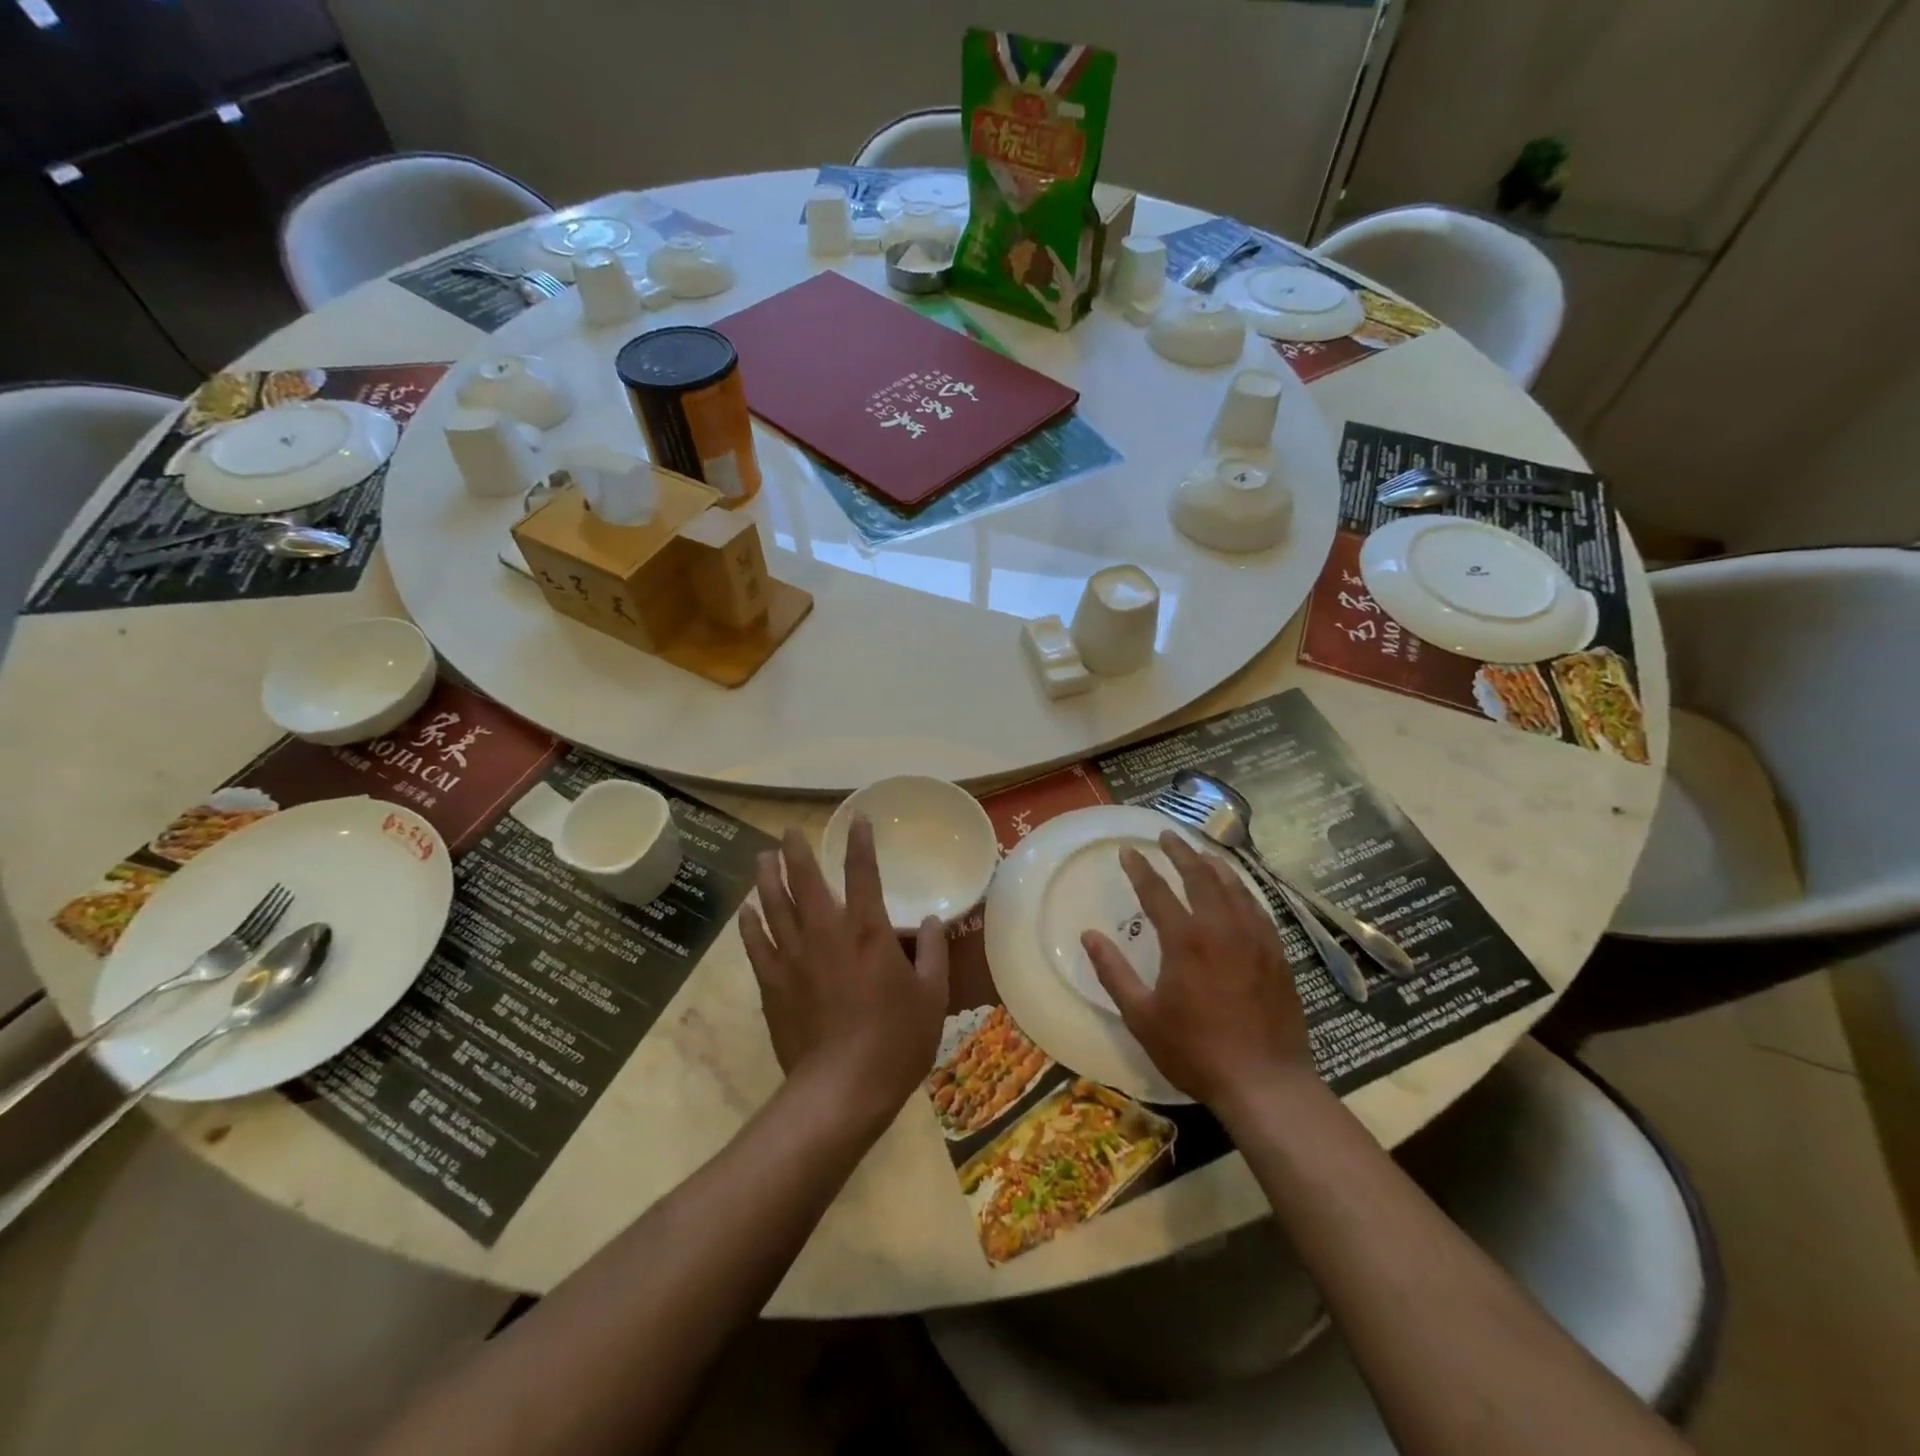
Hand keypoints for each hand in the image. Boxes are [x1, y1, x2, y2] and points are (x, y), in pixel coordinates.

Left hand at [738, 819, 949, 1127]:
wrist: (841, 1090)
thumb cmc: (895, 1041)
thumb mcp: (932, 997)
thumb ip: (933, 954)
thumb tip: (932, 921)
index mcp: (867, 932)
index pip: (863, 874)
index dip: (860, 843)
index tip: (858, 820)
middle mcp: (826, 934)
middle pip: (806, 881)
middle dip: (797, 852)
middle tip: (788, 832)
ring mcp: (793, 958)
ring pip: (774, 906)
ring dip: (767, 878)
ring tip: (762, 857)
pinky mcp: (772, 984)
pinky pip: (756, 945)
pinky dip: (750, 924)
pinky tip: (746, 910)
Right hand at [1082, 831, 1313, 1112]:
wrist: (1265, 1083)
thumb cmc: (1195, 1051)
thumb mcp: (1142, 1016)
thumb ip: (1114, 972)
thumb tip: (1088, 936)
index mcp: (1185, 940)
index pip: (1157, 891)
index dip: (1140, 868)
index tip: (1128, 850)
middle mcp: (1221, 928)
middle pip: (1200, 877)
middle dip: (1180, 852)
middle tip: (1167, 835)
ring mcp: (1255, 939)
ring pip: (1234, 888)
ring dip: (1214, 865)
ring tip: (1202, 853)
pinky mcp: (1277, 954)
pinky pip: (1257, 909)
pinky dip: (1243, 891)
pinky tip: (1239, 892)